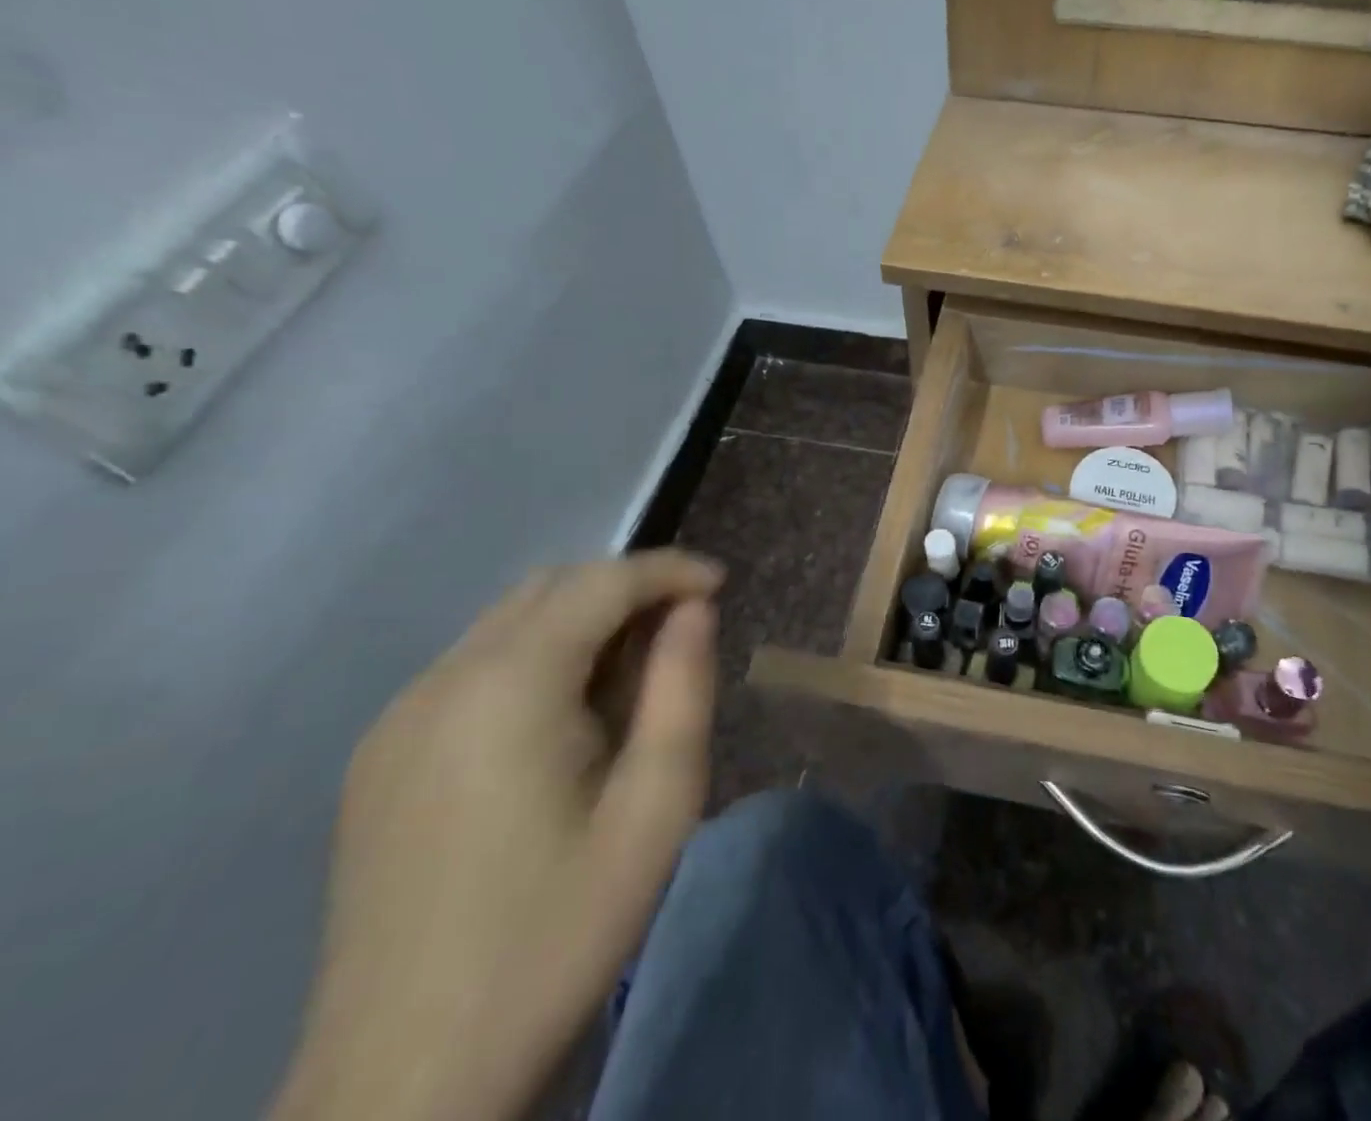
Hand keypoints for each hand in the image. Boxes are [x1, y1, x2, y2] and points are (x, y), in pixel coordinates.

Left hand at [270, 552, 723, 1120]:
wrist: (404, 1085)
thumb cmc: (556, 934)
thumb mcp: (657, 809)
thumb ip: (683, 689)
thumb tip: (693, 610)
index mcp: (507, 687)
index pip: (600, 582)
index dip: (668, 570)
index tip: (722, 585)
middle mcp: (441, 680)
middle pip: (550, 587)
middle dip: (627, 587)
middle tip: (685, 627)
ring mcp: (398, 718)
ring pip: (509, 622)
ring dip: (582, 620)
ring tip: (634, 673)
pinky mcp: (379, 757)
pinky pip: (473, 667)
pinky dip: (536, 657)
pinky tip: (564, 718)